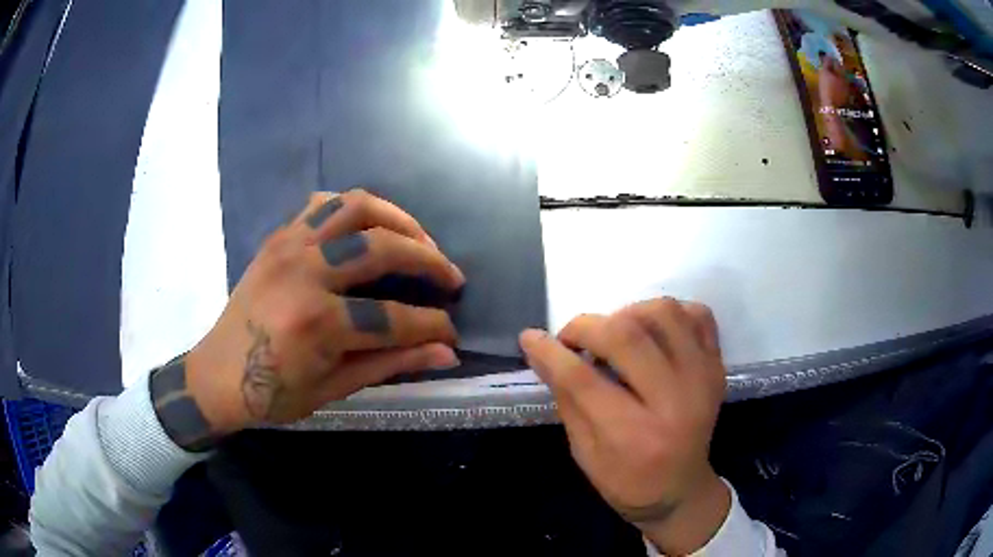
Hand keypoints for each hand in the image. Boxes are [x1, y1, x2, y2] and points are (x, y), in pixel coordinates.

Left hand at [159, 190, 464, 446]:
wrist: (216, 374)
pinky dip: (354, 209)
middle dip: (429, 260)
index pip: (394, 319)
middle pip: (382, 248)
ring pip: (356, 207)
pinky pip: (323, 204)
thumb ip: (391, 364)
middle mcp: (304, 273)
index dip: (433, 326)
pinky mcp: (279, 237)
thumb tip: (445, 352)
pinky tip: (367, 228)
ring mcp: (289, 246)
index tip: (452, 332)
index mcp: (317, 323)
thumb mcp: (333, 389)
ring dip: (397, 218)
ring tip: (418, 241)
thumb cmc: (272, 393)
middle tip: (451, 277)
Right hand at [519, 299, 729, 554]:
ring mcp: (703, 379)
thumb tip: (541, 350)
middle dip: (586, 327)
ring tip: (614, 334)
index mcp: (634, 437)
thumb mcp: (584, 453)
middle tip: (571, 339)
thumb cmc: (627, 481)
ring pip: (664, 314)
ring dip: (627, 313)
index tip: (530, 338)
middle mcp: (675, 403)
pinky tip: (652, 333)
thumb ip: (567, 400)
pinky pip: (697, 314)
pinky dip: (670, 313)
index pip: (585, 381)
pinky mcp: (717, 366)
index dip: (551, 353)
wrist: (682, 490)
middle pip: (627, 337)